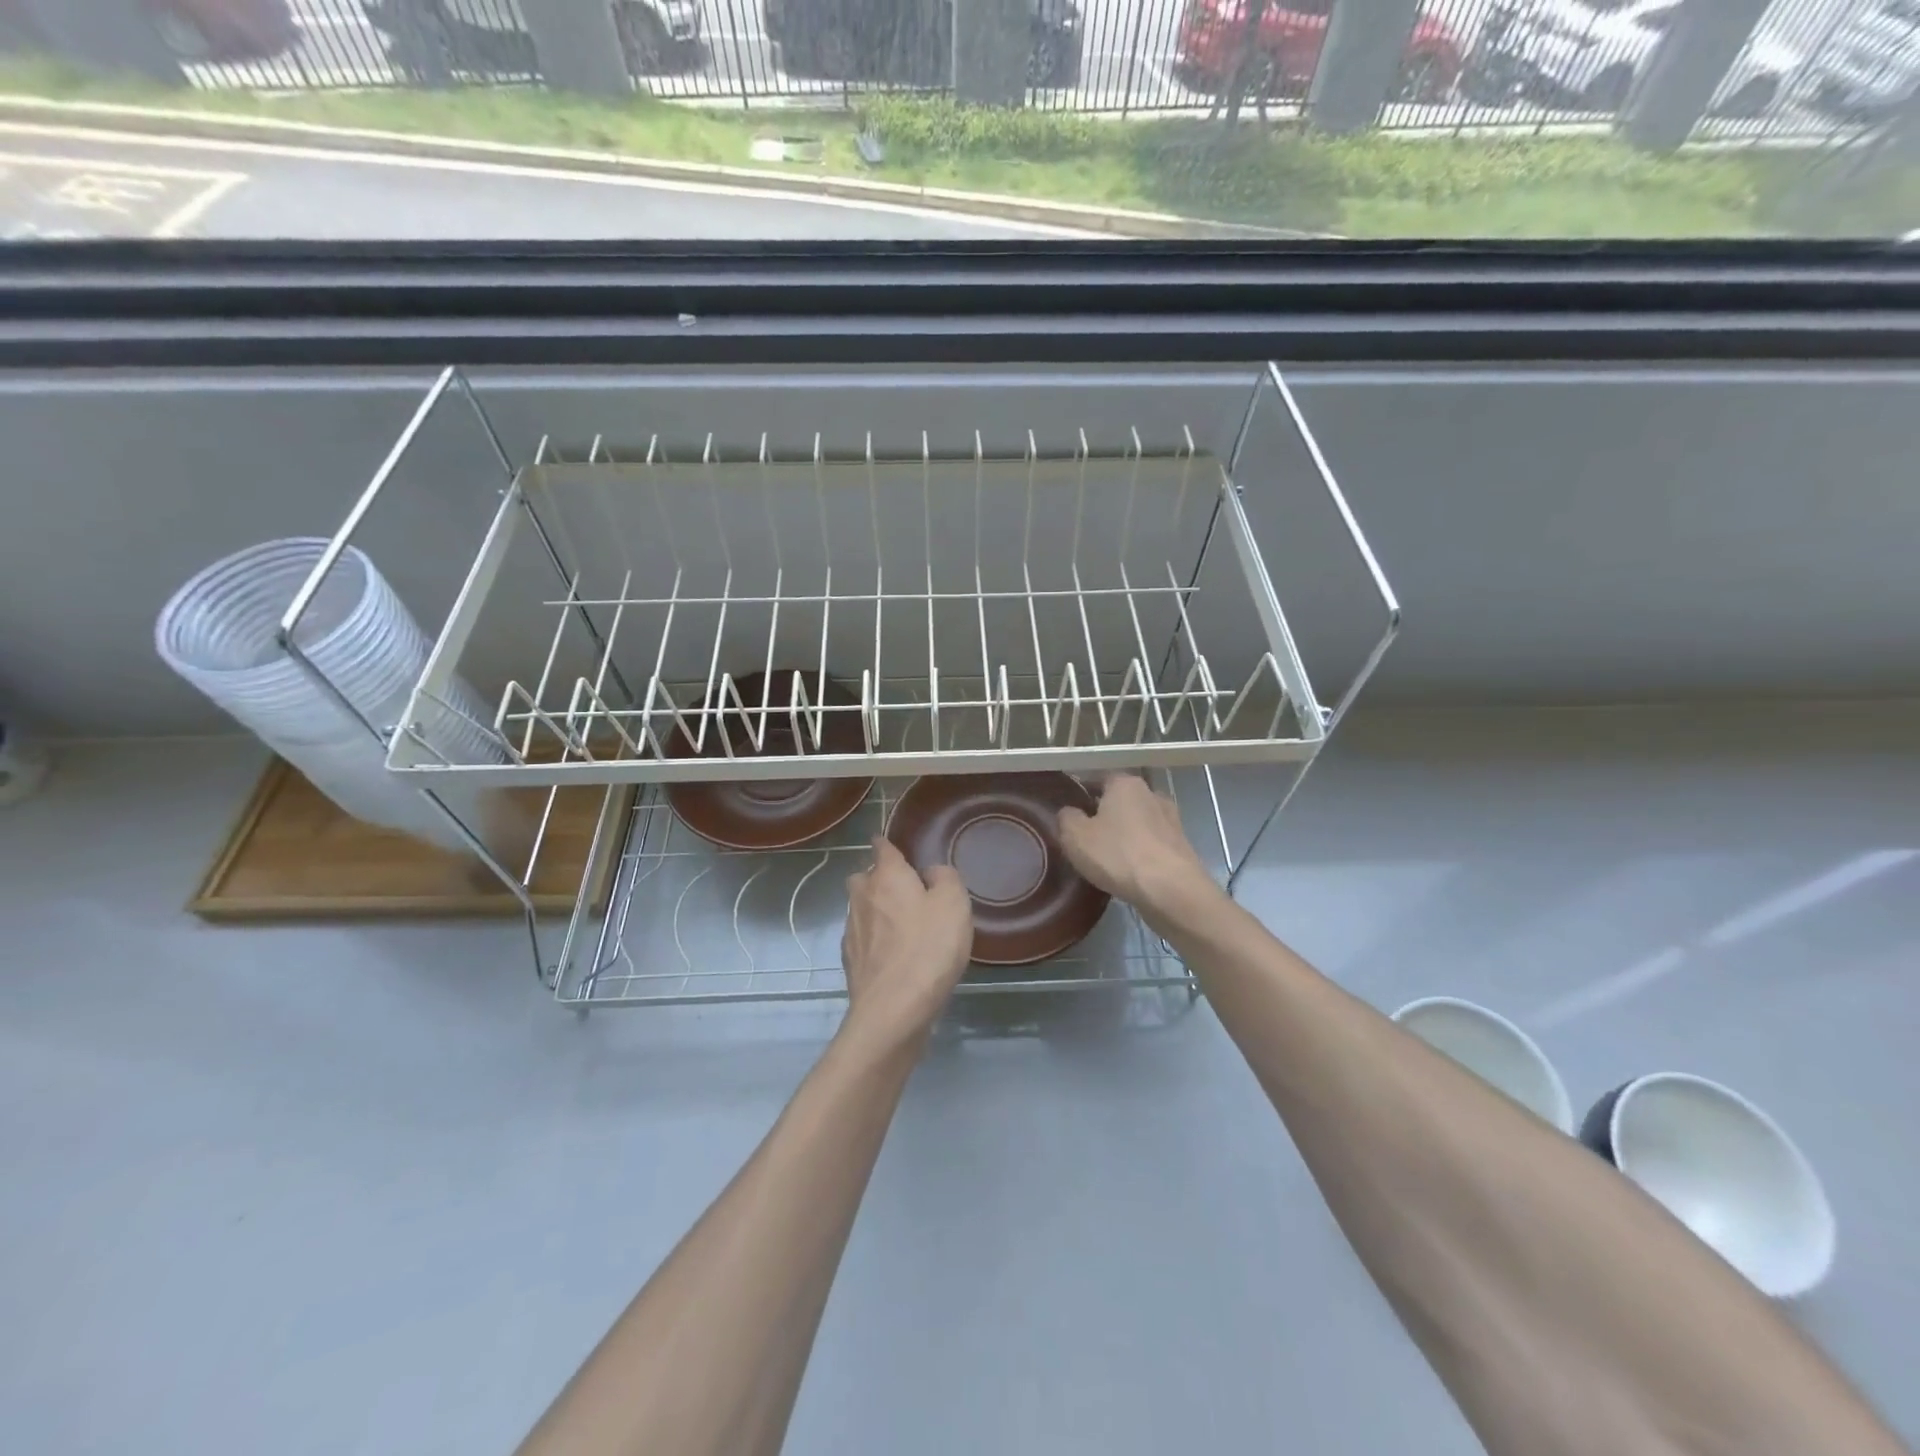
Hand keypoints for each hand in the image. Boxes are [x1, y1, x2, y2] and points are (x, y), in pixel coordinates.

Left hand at [841, 836, 972, 1046]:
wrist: (893, 1009)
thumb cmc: (928, 948)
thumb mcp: (954, 904)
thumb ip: (945, 878)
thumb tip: (930, 873)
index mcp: (886, 876)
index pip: (881, 847)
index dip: (888, 844)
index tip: (895, 847)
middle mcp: (862, 896)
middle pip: (864, 877)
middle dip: (879, 878)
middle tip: (906, 891)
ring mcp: (852, 929)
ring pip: (862, 908)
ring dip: (877, 911)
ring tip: (903, 926)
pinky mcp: (851, 960)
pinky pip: (863, 938)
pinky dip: (876, 940)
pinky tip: (894, 955)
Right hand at [1056, 773, 1219, 927]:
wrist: (1171, 890)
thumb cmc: (1118, 855)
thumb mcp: (1075, 836)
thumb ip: (1066, 818)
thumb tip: (1069, 812)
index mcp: (1125, 783)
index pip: (1097, 779)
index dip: (1080, 795)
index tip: (1069, 815)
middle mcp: (1151, 793)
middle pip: (1119, 800)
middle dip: (1103, 815)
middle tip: (1085, 838)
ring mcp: (1171, 819)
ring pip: (1137, 822)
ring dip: (1123, 835)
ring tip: (1106, 858)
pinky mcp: (1181, 845)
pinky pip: (1151, 843)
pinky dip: (1140, 852)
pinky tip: (1129, 871)